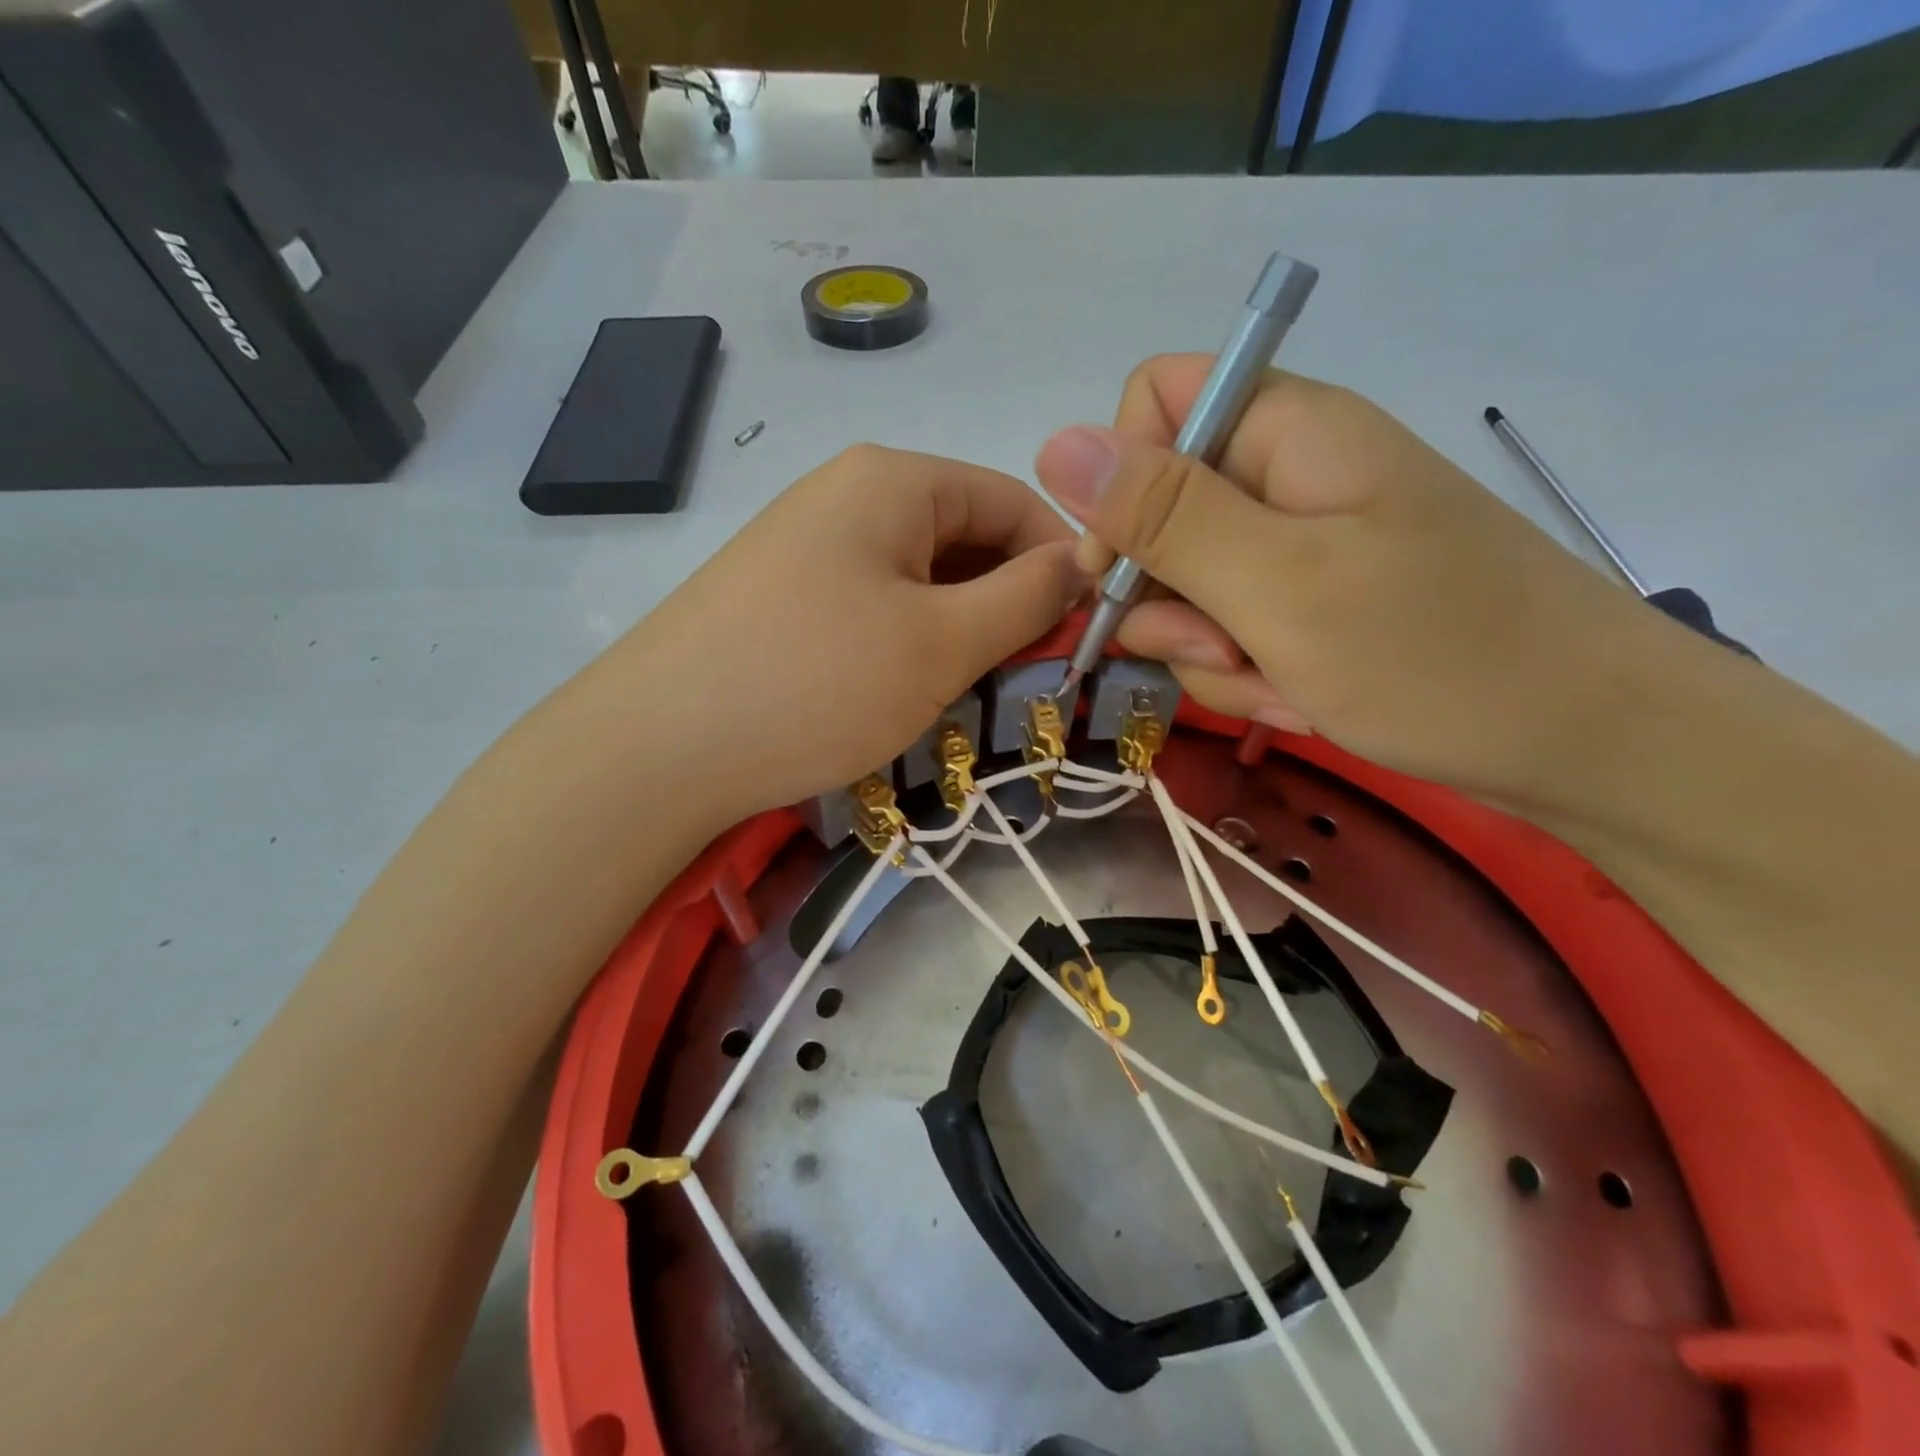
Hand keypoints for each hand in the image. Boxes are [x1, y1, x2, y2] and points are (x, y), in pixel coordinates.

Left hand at [604, 444, 1083, 824]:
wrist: (656, 749)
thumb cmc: (815, 683)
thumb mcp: (941, 642)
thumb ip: (1026, 596)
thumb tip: (1086, 562)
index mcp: (892, 480)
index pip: (1013, 500)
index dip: (1062, 561)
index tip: (1090, 631)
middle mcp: (848, 494)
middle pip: (965, 537)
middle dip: (1009, 602)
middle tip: (1032, 676)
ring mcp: (808, 545)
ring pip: (921, 578)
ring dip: (960, 630)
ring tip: (971, 692)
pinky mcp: (783, 598)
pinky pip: (874, 606)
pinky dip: (909, 643)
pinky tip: (907, 691)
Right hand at [1034, 356, 1668, 799]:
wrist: (1587, 743)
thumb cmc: (1437, 653)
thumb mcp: (1278, 584)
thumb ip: (1163, 516)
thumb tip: (1052, 443)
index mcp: (1283, 432)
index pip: (1150, 408)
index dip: (1120, 488)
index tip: (1129, 571)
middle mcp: (1284, 476)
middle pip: (1159, 519)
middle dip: (1172, 602)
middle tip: (1226, 651)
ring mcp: (1299, 546)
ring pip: (1189, 591)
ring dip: (1213, 655)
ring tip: (1283, 687)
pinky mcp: (1312, 604)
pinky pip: (1232, 633)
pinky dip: (1250, 676)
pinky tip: (1301, 700)